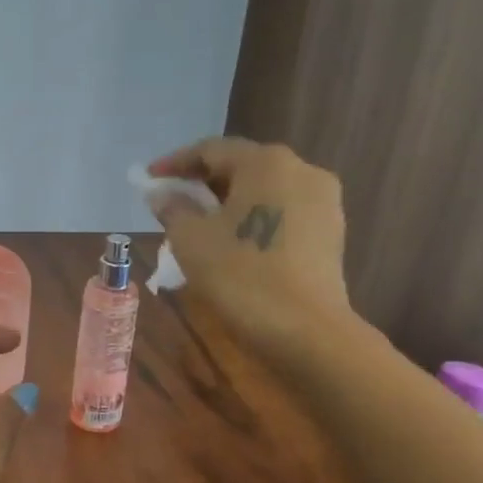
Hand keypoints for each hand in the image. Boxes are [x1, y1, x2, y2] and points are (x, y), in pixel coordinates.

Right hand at [145, 136, 353, 356]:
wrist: (306, 331)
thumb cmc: (241, 276)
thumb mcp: (191, 240)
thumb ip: (173, 208)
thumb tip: (163, 194)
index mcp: (266, 162)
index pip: (211, 150)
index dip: (175, 163)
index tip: (150, 179)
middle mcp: (301, 169)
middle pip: (242, 166)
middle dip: (205, 182)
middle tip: (174, 202)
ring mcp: (323, 201)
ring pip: (265, 191)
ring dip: (231, 202)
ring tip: (203, 225)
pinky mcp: (332, 232)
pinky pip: (284, 213)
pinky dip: (256, 219)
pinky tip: (237, 243)